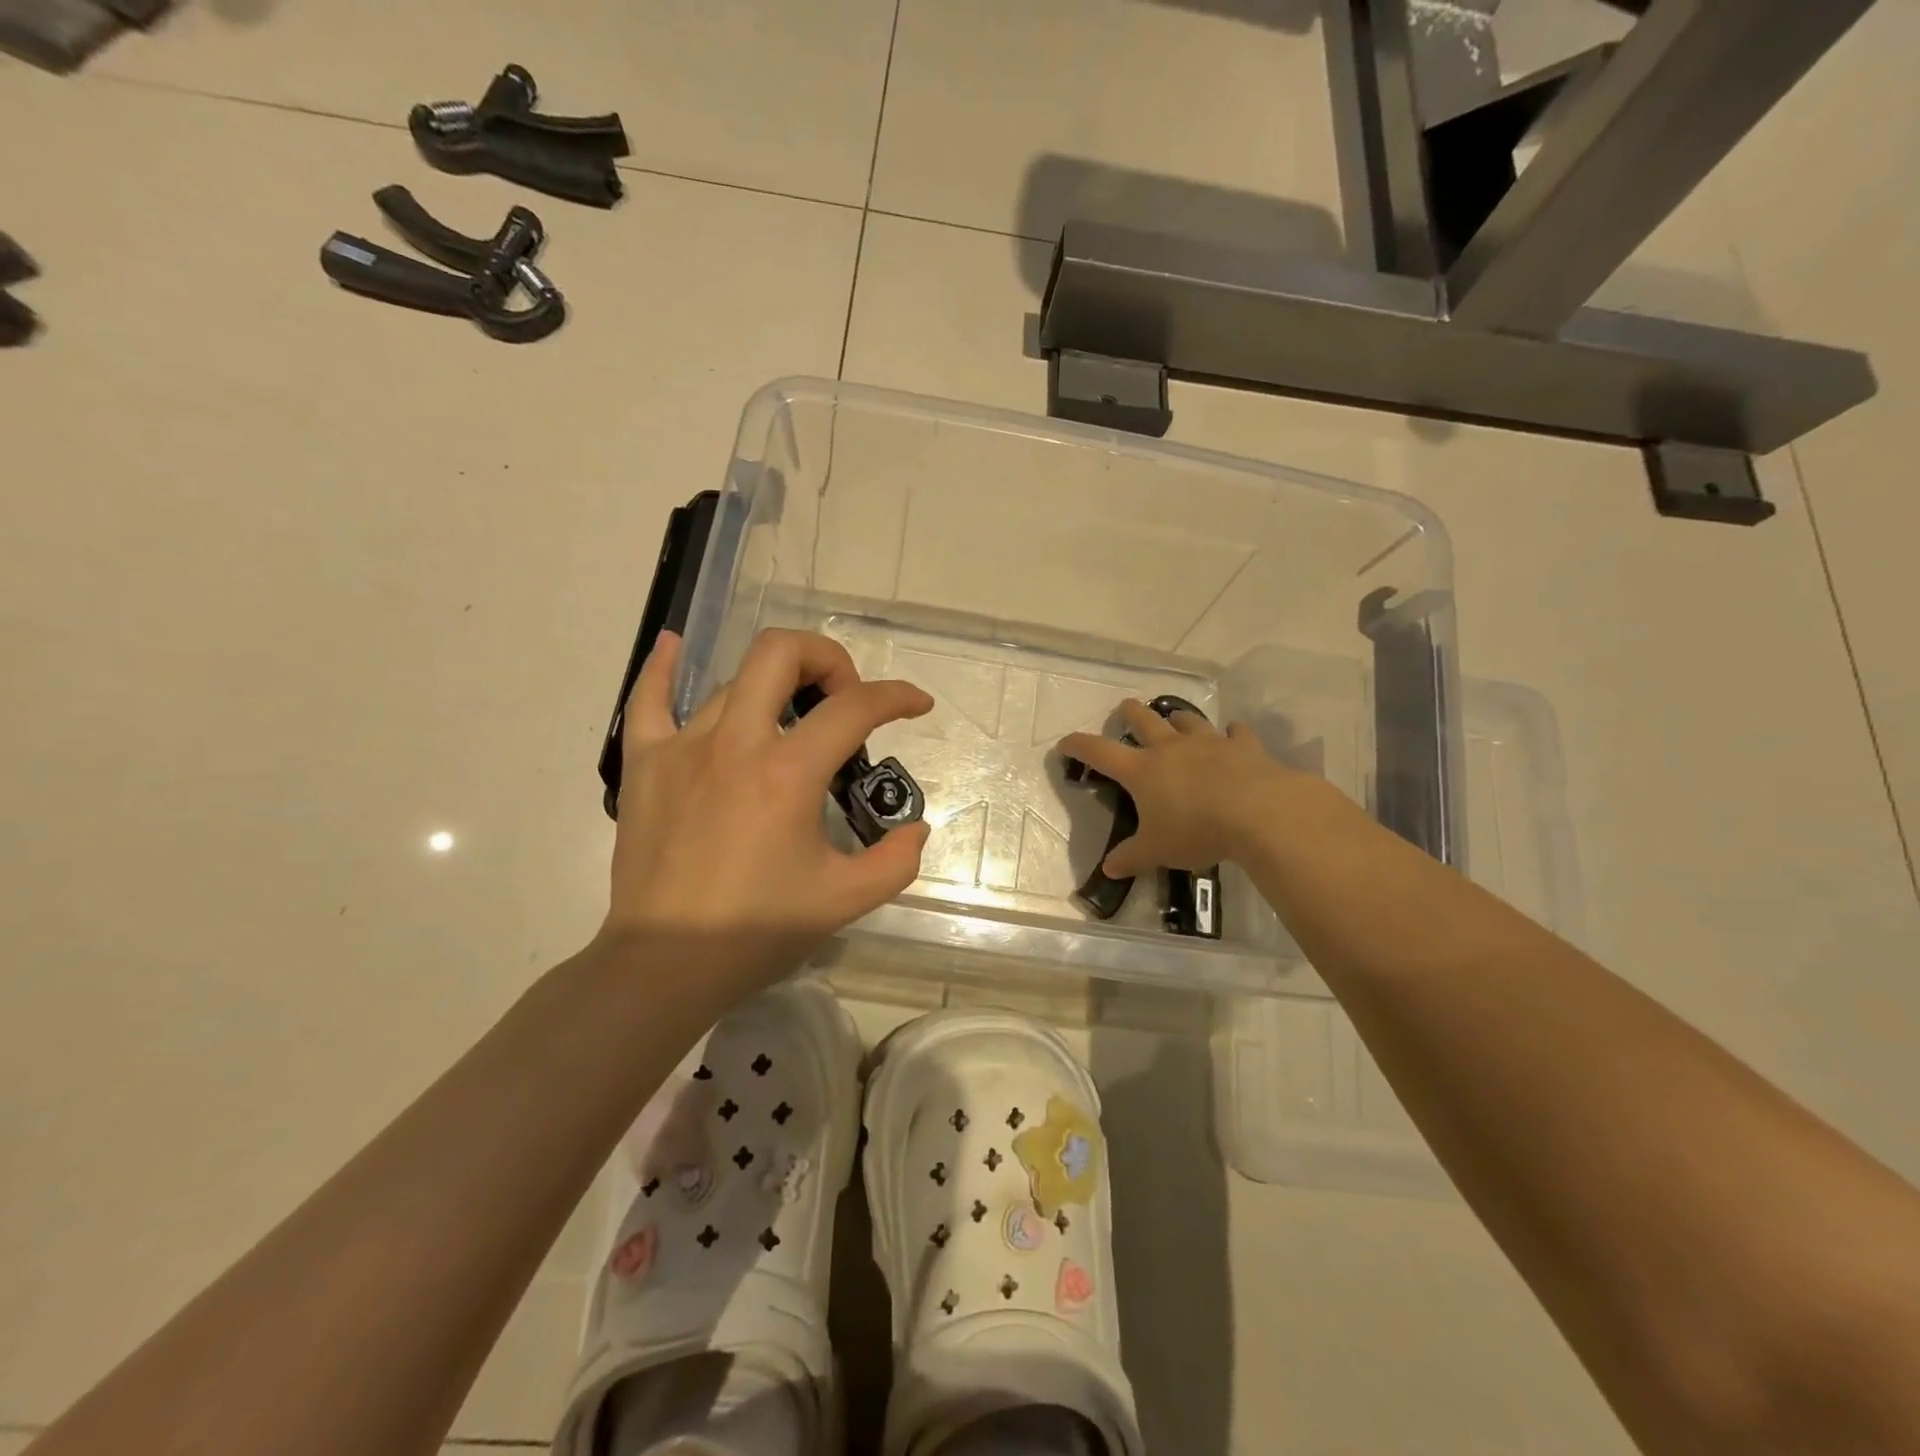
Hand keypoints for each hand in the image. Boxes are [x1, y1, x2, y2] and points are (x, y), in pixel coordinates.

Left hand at [603, 627, 933, 990]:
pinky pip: (648, 699)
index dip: (896, 696)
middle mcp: (734, 743)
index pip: (854, 708)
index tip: (917, 705)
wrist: (666, 964)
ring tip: (790, 718)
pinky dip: (663, 667)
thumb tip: (915, 828)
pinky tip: (675, 645)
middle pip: (781, 654)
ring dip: (775, 685)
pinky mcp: (645, 763)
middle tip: (843, 699)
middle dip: (827, 659)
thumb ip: (896, 860)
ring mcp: (683, 747)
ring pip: (733, 681)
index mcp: (787, 773)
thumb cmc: (757, 931)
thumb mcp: (845, 900)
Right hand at [1059, 699, 1296, 878]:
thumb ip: (1132, 858)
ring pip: (1187, 721)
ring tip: (1175, 719)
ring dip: (1178, 718)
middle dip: (1131, 713)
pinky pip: (1236, 733)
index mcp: (1142, 771)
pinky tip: (1233, 733)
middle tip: (1125, 707)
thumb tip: (1109, 869)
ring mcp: (1209, 743)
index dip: (1079, 746)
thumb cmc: (1197, 830)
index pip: (1100, 752)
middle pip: (1145, 721)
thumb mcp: (1158, 851)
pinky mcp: (1244, 747)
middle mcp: (1171, 749)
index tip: (1065, 742)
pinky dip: (1232, 733)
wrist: (1259, 813)